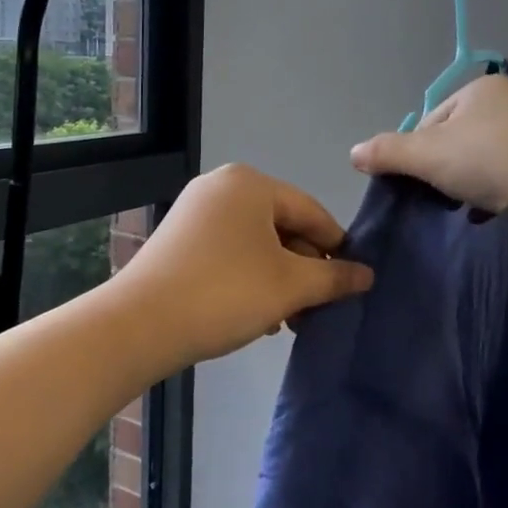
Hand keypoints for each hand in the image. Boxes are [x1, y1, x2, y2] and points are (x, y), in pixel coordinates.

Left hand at [115, 164, 373, 367]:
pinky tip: (257, 316)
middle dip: (304, 270)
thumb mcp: (290, 286)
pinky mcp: (178, 240)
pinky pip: (229, 253)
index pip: (311, 211)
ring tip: (290, 320)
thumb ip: (333, 277)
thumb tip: (367, 274)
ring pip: (255, 244)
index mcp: (250, 184)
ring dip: (279, 280)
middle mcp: (220, 187)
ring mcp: (194, 213)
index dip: (336, 248)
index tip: (352, 283)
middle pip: (282, 226)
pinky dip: (249, 279)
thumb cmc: (225, 293)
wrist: (140, 324)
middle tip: (318, 309)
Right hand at [350, 74, 507, 238]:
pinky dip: (491, 195)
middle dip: (441, 172)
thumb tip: (353, 153)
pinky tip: (489, 213)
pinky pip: (504, 178)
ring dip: (465, 186)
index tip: (420, 182)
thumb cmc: (495, 163)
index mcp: (479, 89)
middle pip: (452, 142)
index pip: (428, 122)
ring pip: (478, 162)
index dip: (416, 154)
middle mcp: (507, 104)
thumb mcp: (430, 155)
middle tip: (441, 197)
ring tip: (466, 207)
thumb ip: (388, 152)